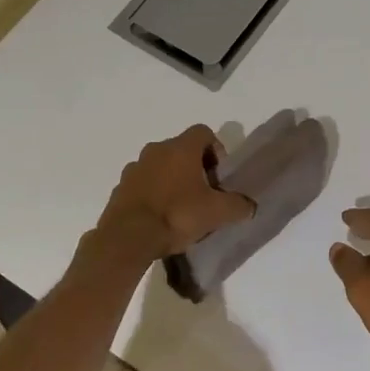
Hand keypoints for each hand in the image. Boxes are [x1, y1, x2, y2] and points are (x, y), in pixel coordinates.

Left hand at [92, 125, 255, 261]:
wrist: (128, 238)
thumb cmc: (177, 215)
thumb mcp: (217, 213)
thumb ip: (238, 205)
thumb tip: (249, 205)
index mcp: (180, 148)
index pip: (203, 132)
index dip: (216, 149)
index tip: (219, 175)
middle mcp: (155, 150)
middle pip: (181, 150)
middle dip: (195, 168)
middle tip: (204, 194)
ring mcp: (134, 168)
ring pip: (160, 167)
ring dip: (172, 181)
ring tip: (181, 209)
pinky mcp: (120, 188)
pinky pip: (143, 185)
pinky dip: (154, 194)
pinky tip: (160, 218)